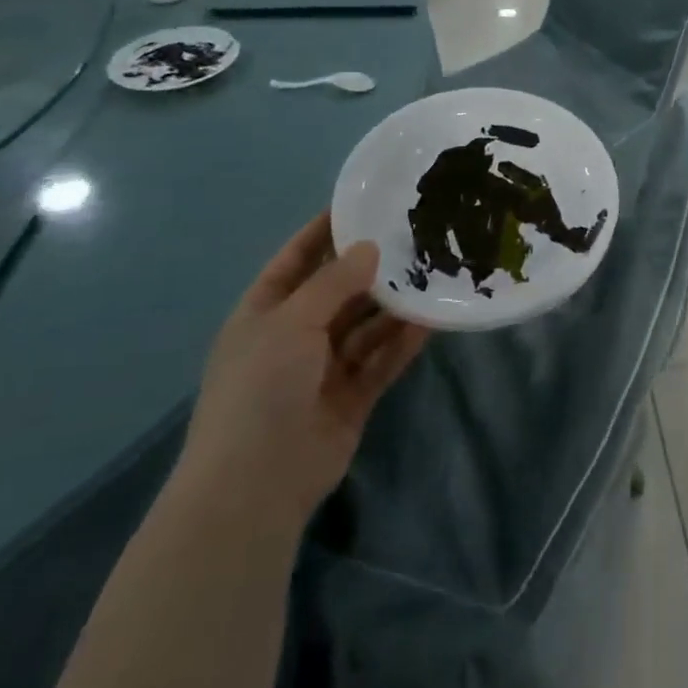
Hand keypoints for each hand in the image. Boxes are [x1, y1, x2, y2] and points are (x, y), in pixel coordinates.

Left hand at [176, 214, 428, 532]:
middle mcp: (294, 337)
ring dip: (394, 305)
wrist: (256, 484)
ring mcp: (323, 369)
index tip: (362, 204)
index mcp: (264, 314)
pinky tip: (432, 320)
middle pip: (338, 292)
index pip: (296, 260)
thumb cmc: (261, 388)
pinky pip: (381, 360)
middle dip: (371, 268)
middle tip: (415, 237)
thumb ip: (334, 282)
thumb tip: (370, 247)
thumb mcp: (291, 323)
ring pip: (365, 326)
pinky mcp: (351, 397)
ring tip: (432, 274)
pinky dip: (403, 342)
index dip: (323, 232)